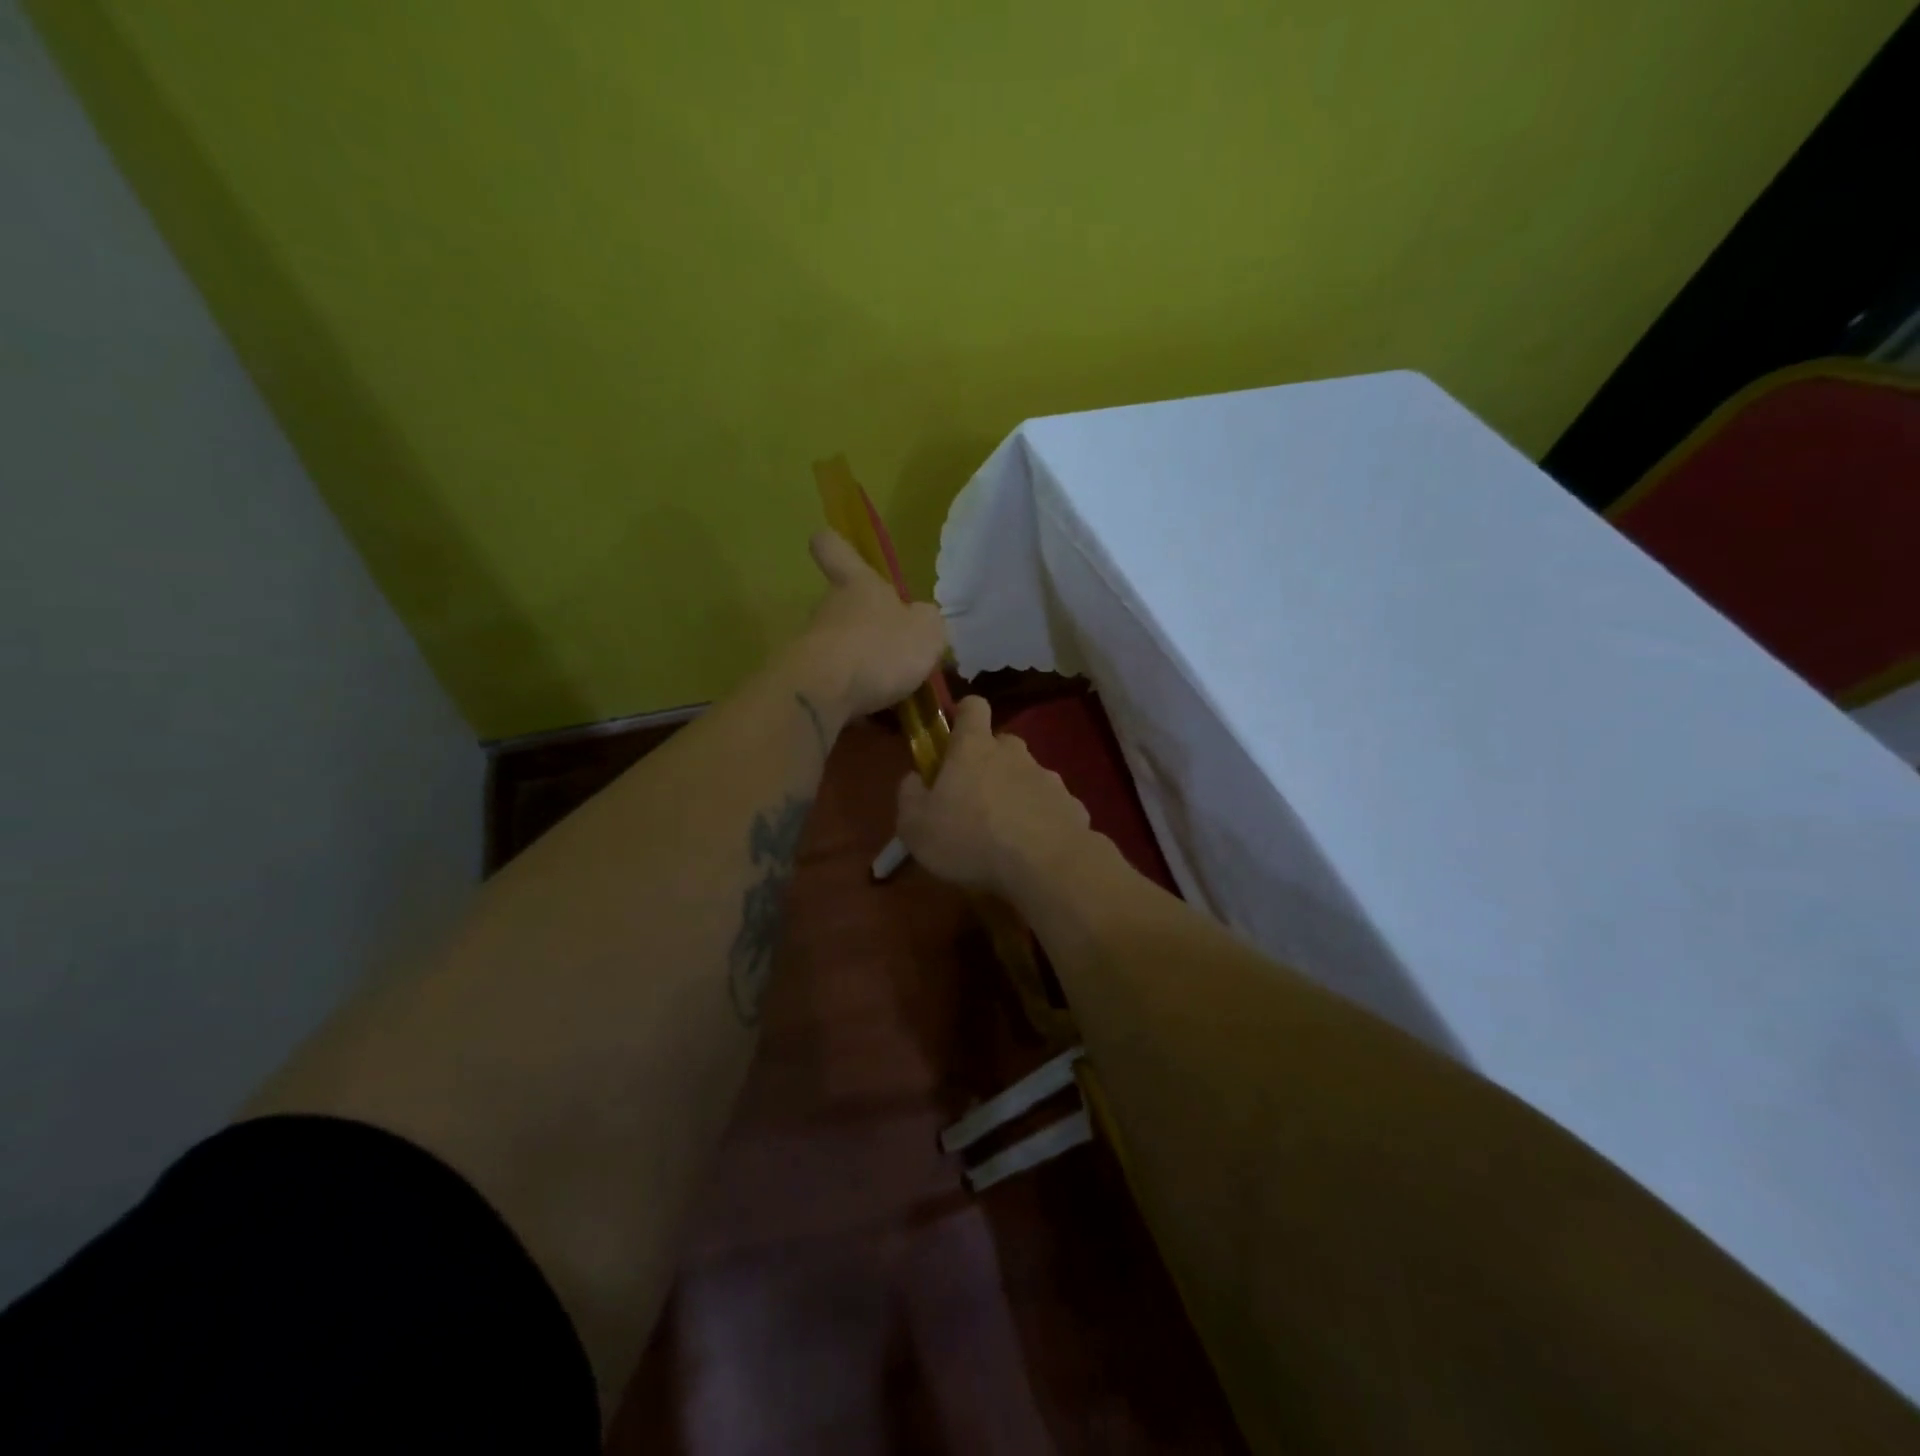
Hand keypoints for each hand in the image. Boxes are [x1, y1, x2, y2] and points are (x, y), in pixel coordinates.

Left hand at [797, 530, 947, 719]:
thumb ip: (928, 623)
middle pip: (844, 609)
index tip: (835, 547)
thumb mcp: (927, 631)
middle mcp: (829, 609)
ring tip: (895, 698)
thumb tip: (922, 620)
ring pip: (842, 652)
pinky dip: (856, 701)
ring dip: (864, 670)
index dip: (836, 545)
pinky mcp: (806, 683)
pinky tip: (878, 722)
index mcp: (858, 585)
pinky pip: (837, 688)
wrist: (824, 694)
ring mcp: (813, 646)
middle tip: (898, 656)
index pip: (835, 549)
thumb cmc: (880, 648)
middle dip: (868, 630)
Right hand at [895, 696, 1091, 900]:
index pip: (973, 706)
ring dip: (1016, 795)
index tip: (954, 738)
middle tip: (973, 800)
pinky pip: (1050, 807)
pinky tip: (1033, 850)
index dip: (964, 715)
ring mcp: (1048, 778)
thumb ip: (910, 796)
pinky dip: (1041, 821)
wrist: (1045, 866)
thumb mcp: (916, 826)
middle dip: (989, 764)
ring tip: (1005, 834)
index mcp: (974, 748)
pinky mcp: (1072, 806)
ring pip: (1027, 776)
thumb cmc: (971, 839)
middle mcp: (1014, 753)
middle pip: (1001, 744)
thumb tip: (914, 779)